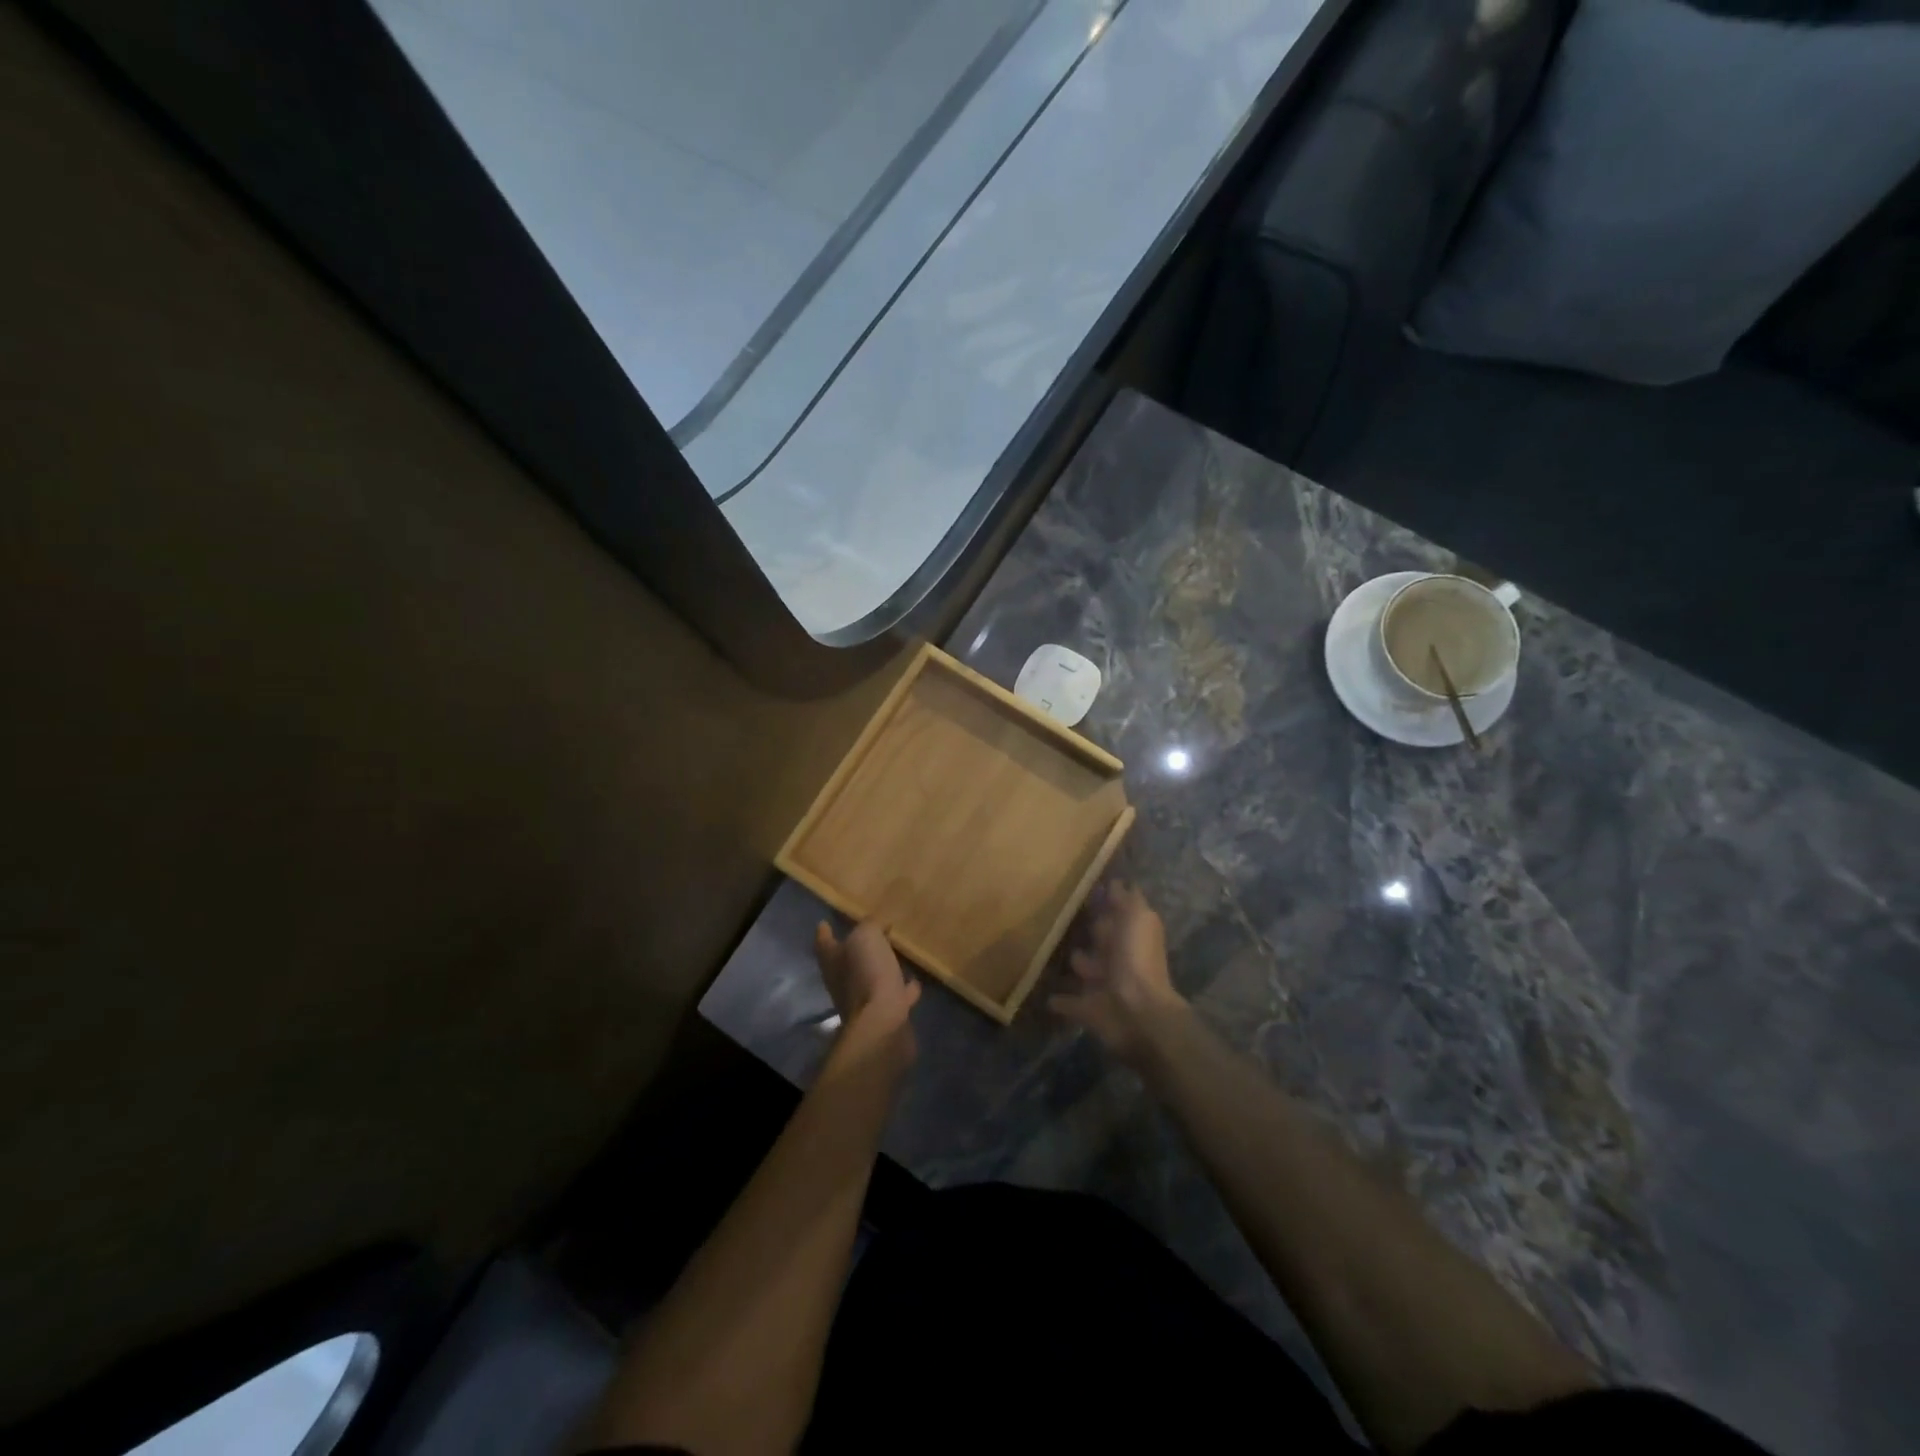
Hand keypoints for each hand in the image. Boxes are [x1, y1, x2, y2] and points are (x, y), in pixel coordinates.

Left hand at [814, 919, 919, 1042]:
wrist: (882, 1024)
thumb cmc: (867, 974)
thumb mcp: (867, 937)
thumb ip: (870, 925)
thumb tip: (878, 925)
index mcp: (832, 961)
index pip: (823, 941)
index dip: (824, 931)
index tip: (824, 922)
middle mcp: (842, 981)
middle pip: (845, 961)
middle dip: (855, 948)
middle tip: (871, 932)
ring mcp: (862, 1000)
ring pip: (870, 977)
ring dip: (880, 967)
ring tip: (895, 953)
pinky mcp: (884, 1014)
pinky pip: (894, 995)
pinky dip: (903, 988)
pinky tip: (914, 980)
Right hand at [1049, 880, 1185, 1064]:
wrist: (1136, 1012)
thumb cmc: (1136, 958)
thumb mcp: (1136, 917)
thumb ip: (1126, 899)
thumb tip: (1117, 880)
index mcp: (1130, 933)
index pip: (1117, 912)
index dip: (1107, 899)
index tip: (1085, 886)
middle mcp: (1118, 956)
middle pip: (1102, 938)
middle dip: (1093, 929)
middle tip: (1065, 914)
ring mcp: (1102, 983)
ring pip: (1085, 967)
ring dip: (1077, 961)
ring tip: (1050, 949)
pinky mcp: (1086, 1008)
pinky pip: (1068, 1002)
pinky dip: (1060, 1000)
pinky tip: (1044, 994)